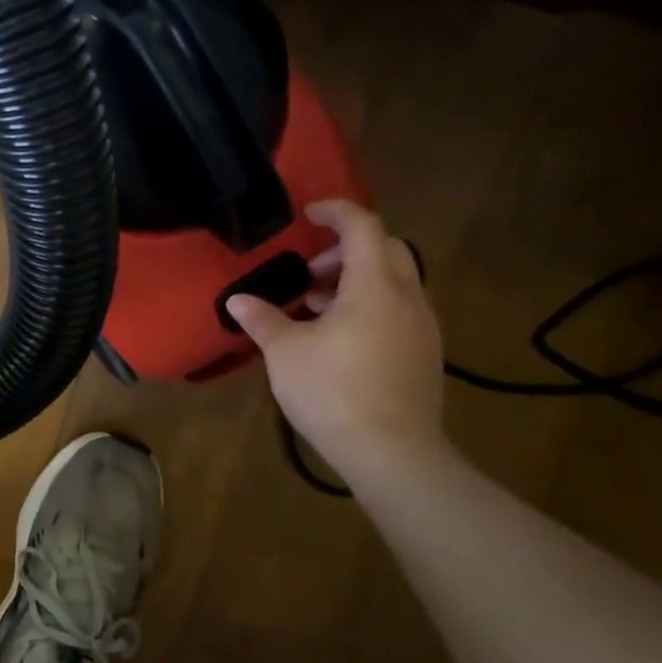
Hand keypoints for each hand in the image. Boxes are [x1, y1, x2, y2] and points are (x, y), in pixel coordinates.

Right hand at [227, 200, 446, 478]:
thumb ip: (263, 319)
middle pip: (385, 250)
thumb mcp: (285, 351)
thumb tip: (237, 300)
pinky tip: (337, 338)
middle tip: (308, 272)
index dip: (336, 211)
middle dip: (345, 250)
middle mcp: (407, 298)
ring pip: (393, 282)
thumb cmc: (332, 390)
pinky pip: (397, 310)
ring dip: (354, 281)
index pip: (363, 227)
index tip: (308, 213)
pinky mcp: (424, 354)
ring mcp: (421, 327)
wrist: (391, 451)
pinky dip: (368, 306)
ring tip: (315, 308)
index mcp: (374, 286)